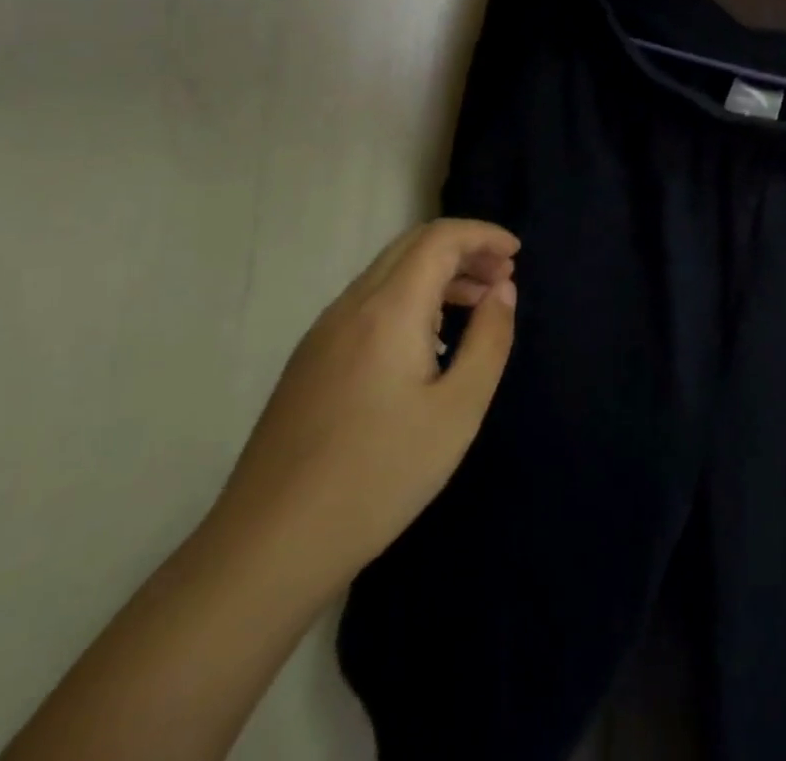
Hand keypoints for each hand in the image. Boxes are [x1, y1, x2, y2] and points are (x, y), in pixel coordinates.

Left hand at [207, 218, 520, 593]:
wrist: (267, 550)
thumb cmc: (379, 476)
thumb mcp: (458, 409)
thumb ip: (489, 339)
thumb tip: (502, 290)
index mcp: (388, 310)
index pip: (439, 238)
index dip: (483, 235)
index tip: (517, 255)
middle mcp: (350, 307)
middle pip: (411, 246)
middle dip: (463, 249)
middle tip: (502, 277)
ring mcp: (322, 335)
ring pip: (388, 274)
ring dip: (437, 273)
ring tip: (476, 304)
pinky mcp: (308, 363)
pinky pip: (368, 304)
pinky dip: (410, 298)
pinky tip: (429, 342)